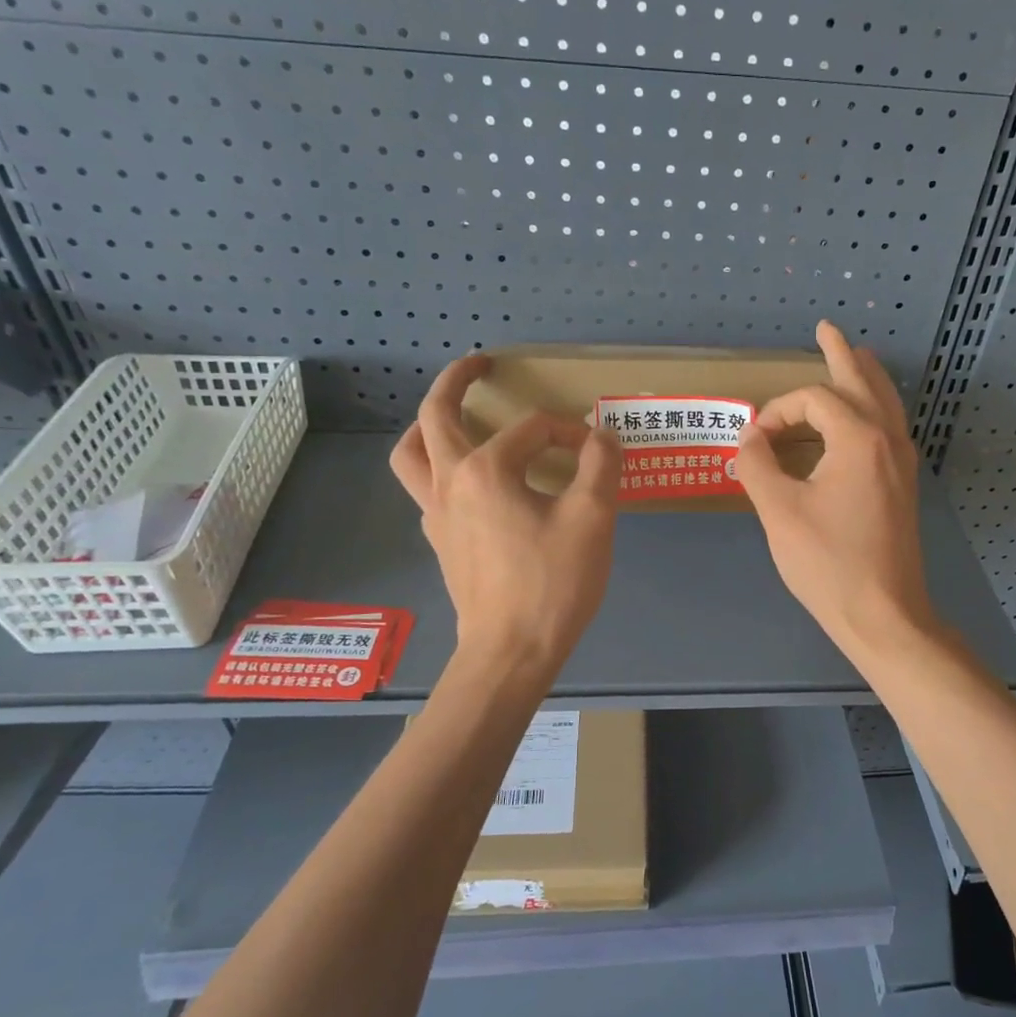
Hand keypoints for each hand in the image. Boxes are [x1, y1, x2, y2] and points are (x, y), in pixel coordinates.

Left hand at [391, 356, 621, 674]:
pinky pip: (427, 489)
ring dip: (428, 427)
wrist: (511, 651)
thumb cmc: (552, 583)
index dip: (571, 433)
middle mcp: (450, 483)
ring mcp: (436, 515)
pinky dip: (441, 469)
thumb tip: (602, 437)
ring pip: (412, 455)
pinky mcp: (440, 542)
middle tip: (479, 364)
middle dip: (456, 382)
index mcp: (486, 470)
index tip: (598, 454)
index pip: (533, 429)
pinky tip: (472, 483)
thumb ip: (600, 466)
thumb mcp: (592, 519)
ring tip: (451, 419)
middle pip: (435, 416)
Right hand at [735, 322, 935, 660]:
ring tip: (854, 356)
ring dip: (864, 376)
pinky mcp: (902, 485)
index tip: (754, 442)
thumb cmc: (828, 564)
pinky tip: (859, 418)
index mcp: (858, 438)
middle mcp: (887, 440)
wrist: (884, 614)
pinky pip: (888, 428)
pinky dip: (872, 407)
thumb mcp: (778, 512)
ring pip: (885, 403)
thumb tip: (749, 438)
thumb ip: (757, 464)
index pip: (812, 399)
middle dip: (841, 353)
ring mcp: (901, 463)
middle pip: (864, 381)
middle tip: (827, 328)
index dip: (777, 411)